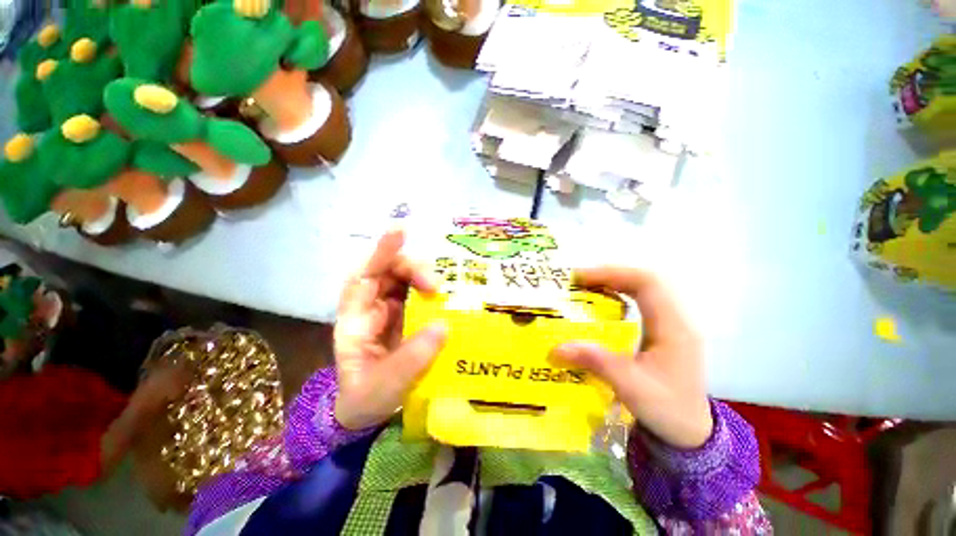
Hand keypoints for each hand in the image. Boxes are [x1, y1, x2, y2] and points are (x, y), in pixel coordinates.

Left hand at [334, 229, 447, 429]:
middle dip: (410, 269)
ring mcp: (384, 318)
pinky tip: (446, 302)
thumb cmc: (366, 401)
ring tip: (443, 292)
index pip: (362, 278)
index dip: (380, 252)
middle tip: (436, 286)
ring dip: (422, 281)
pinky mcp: (400, 326)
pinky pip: (414, 302)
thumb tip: (444, 324)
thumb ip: (413, 357)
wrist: (363, 417)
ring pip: (401, 284)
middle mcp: (367, 312)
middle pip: (385, 274)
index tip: (400, 232)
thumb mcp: (387, 385)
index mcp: (354, 323)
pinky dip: (430, 297)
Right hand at [552, 267, 712, 448]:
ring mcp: (681, 327)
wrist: (691, 431)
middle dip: (615, 276)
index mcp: (673, 327)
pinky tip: (615, 313)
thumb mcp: (630, 388)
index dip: (613, 274)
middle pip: (650, 281)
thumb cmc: (666, 409)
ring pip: (653, 292)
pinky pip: (654, 306)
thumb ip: (597, 363)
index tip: (581, 278)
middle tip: (582, 284)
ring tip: (593, 293)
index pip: (646, 283)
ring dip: (624, 286)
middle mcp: (681, 320)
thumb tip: (557, 347)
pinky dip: (632, 300)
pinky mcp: (676, 337)